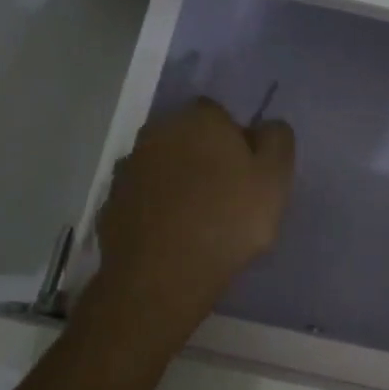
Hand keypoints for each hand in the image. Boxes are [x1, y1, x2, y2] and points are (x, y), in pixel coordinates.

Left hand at [87, 97, 294, 326]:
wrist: (163, 275)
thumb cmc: (229, 219)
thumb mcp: (276, 177)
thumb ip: (277, 140)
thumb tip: (266, 126)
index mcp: (199, 119)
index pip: (219, 114)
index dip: (235, 139)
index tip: (247, 170)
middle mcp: (157, 134)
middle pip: (186, 137)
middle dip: (202, 157)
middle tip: (226, 194)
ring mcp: (128, 169)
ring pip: (161, 167)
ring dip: (176, 182)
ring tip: (197, 219)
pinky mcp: (111, 205)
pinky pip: (142, 199)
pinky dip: (155, 209)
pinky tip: (171, 235)